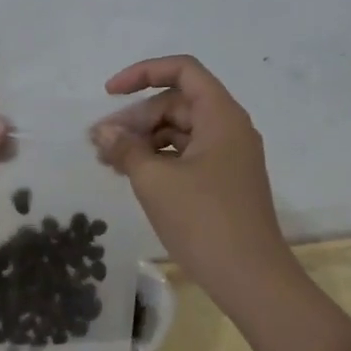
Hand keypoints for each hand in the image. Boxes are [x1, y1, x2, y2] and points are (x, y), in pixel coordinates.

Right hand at [91, 56, 301, 309]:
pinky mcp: (222, 182)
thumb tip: (103, 132)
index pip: (182, 71)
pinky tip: (130, 176)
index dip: (143, 73)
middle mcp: (229, 129)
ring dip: (142, 141)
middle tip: (99, 144)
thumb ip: (126, 149)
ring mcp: (228, 157)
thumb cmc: (204, 221)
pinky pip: (185, 156)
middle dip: (135, 118)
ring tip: (107, 162)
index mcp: (221, 116)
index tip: (109, 93)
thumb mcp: (156, 181)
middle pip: (176, 103)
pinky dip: (157, 160)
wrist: (251, 279)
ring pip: (178, 131)